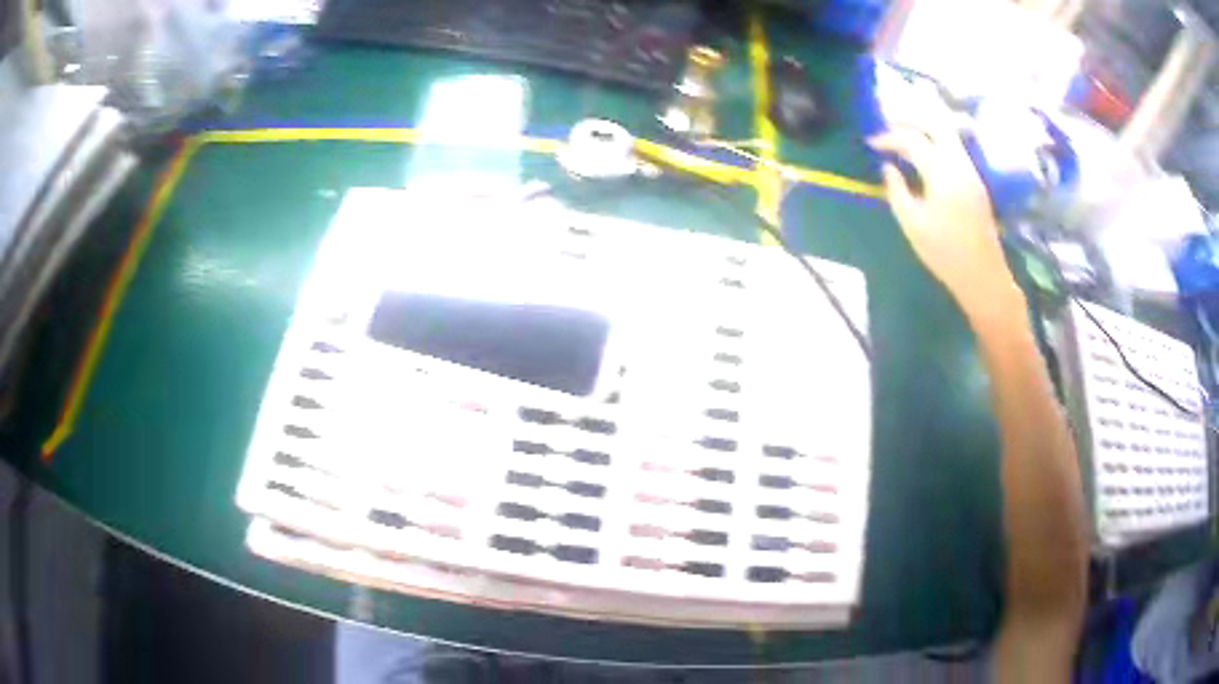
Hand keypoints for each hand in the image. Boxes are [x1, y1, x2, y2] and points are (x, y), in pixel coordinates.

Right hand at [868, 113, 1018, 315]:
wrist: (983, 275)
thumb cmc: (945, 254)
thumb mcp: (912, 224)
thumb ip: (896, 191)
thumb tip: (887, 168)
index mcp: (942, 174)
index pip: (913, 140)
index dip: (889, 137)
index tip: (871, 143)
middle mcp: (959, 164)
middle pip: (936, 123)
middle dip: (911, 118)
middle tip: (889, 123)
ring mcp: (971, 171)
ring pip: (948, 133)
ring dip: (925, 129)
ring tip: (904, 137)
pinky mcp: (975, 181)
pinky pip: (954, 148)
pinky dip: (936, 142)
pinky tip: (924, 155)